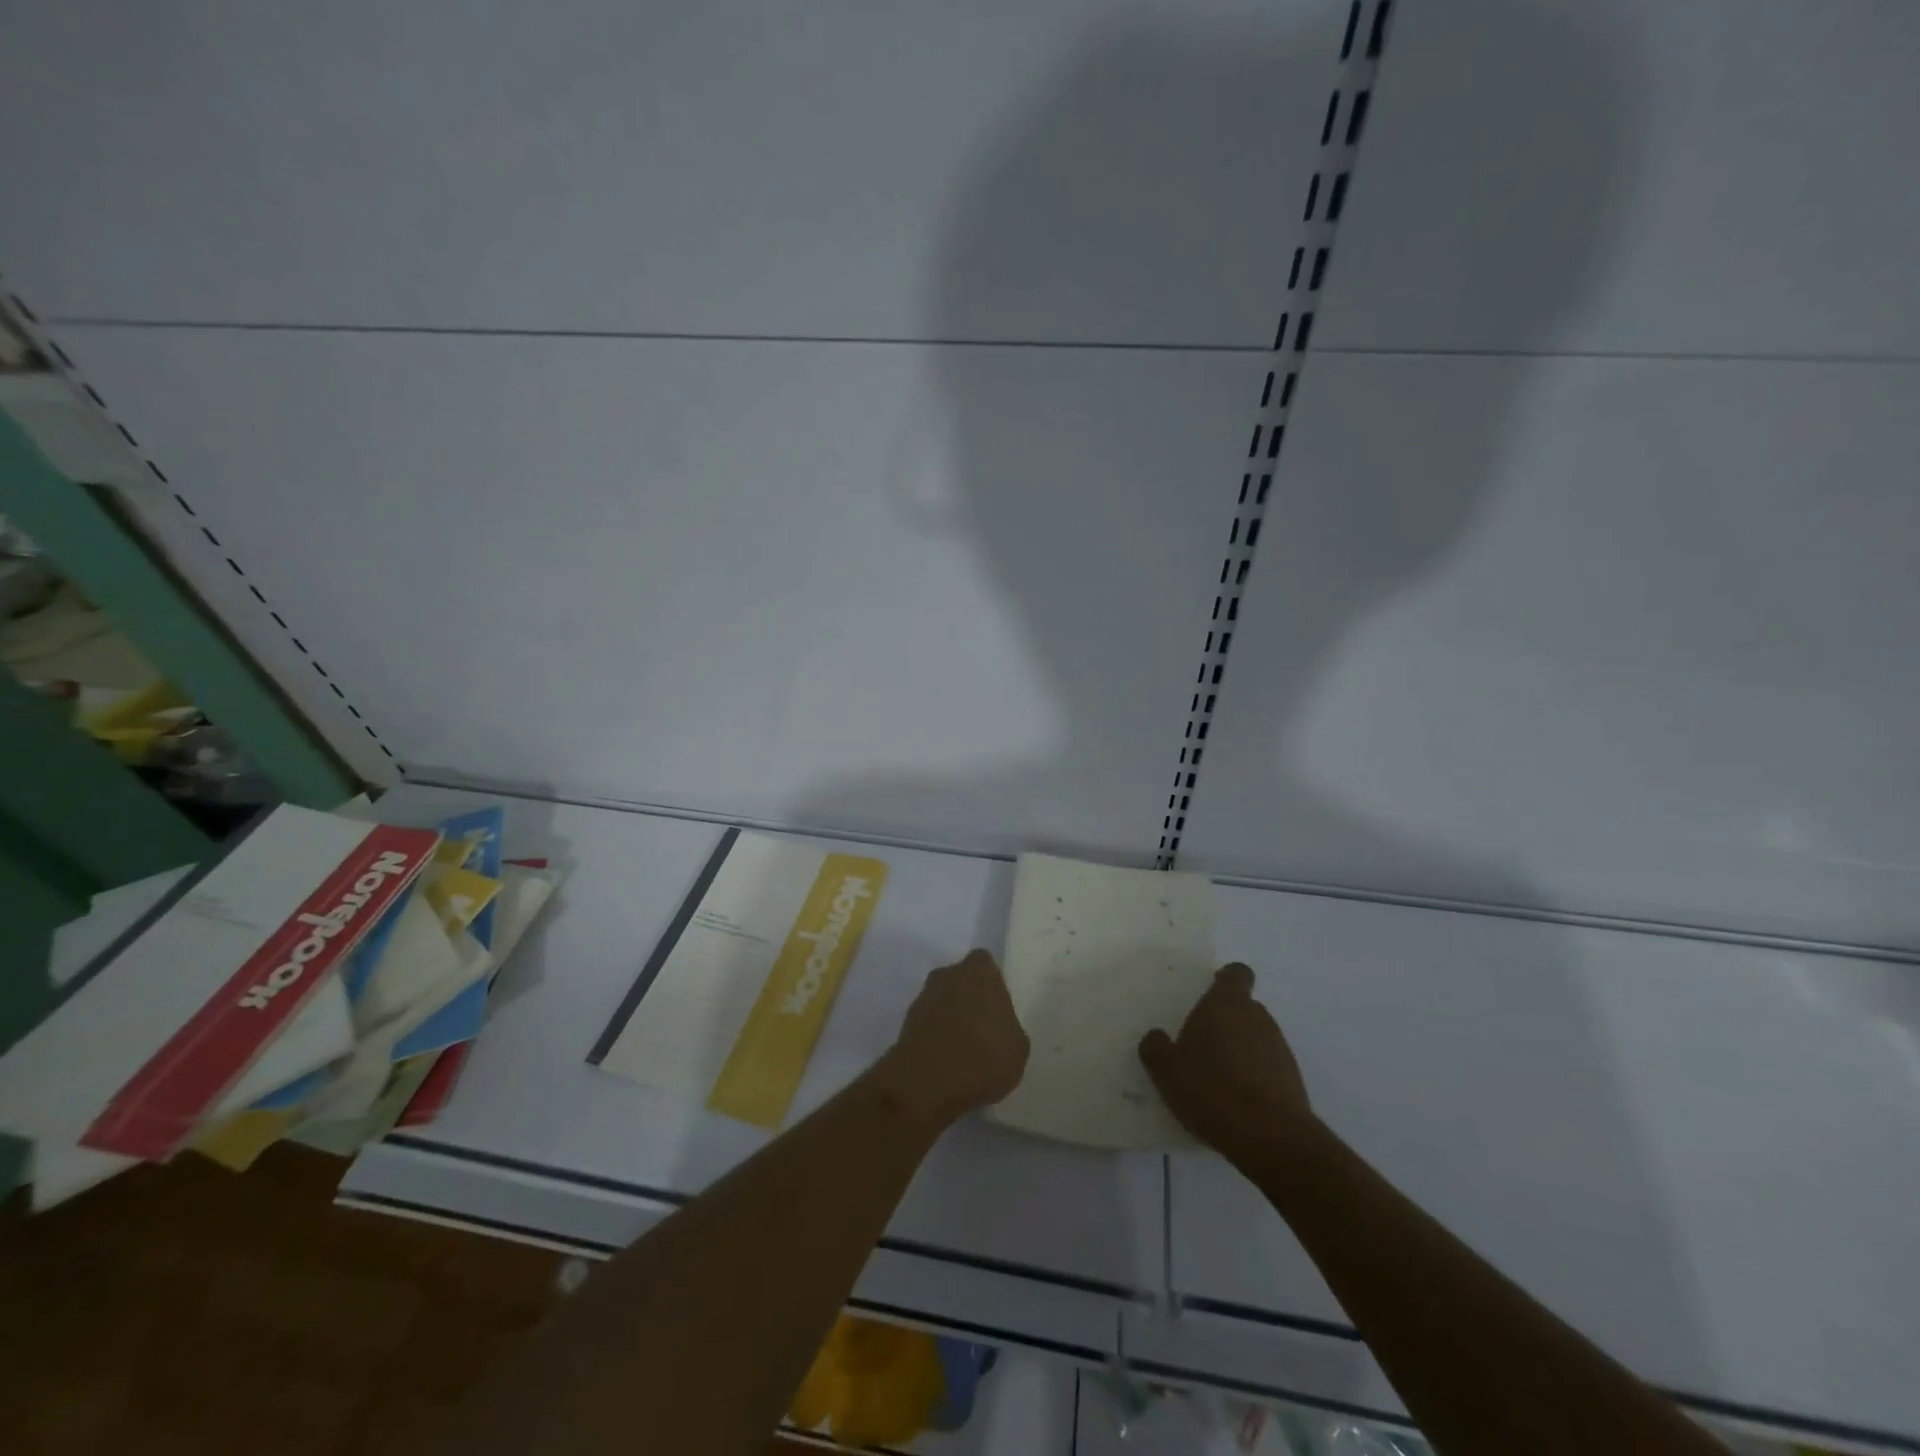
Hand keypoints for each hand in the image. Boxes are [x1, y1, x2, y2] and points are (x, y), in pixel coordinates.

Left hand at [877, 950, 1029, 1129]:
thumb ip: (1009, 1027)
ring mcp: (923, 998)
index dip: (991, 983)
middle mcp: (948, 975)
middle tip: (982, 1028)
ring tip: (963, 1051)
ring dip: (949, 1018)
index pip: (984, 963)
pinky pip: (927, 1024)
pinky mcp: (905, 1024)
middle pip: (960, 980)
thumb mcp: (1018, 1048)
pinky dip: (934, 1037)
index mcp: (979, 971)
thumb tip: (999, 1029)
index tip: (997, 1007)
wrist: (928, 1082)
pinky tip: (945, 1062)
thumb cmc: (984, 1057)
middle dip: (968, 998)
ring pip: (941, 1001)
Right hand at [1139, 963, 1313, 1168]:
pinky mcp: (1294, 1081)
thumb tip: (1156, 1037)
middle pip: (1245, 1007)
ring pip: (1257, 1037)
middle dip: (1227, 1020)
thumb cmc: (1211, 1089)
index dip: (1226, 979)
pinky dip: (1255, 1076)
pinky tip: (1237, 1102)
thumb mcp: (1166, 1069)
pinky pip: (1269, 1067)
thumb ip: (1155, 1047)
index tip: (1212, 990)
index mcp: (1227, 1004)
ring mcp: (1280, 1049)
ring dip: (1241, 1049)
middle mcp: (1258, 1018)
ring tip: (1219, 1079)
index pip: (1237, 974)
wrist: (1270, 1138)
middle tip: (1203, 1044)